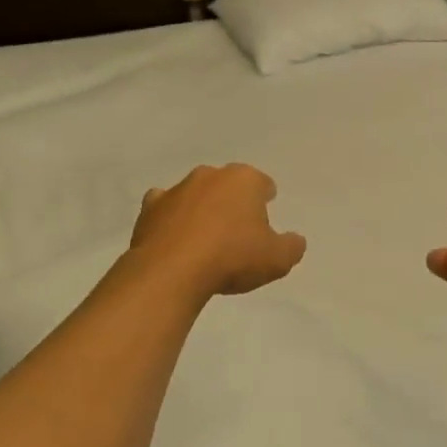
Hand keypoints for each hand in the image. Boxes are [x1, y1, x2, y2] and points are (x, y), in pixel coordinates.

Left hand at [128, 164, 306, 299]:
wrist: (172, 271)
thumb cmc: (232, 258)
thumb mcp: (277, 259)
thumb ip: (291, 246)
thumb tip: (295, 240)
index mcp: (244, 180)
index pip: (262, 183)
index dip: (265, 198)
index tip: (265, 212)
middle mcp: (210, 175)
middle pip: (227, 184)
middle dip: (232, 201)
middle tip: (237, 229)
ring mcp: (177, 189)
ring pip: (195, 193)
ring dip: (201, 208)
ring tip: (205, 237)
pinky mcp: (150, 207)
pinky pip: (165, 207)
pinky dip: (170, 218)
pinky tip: (174, 236)